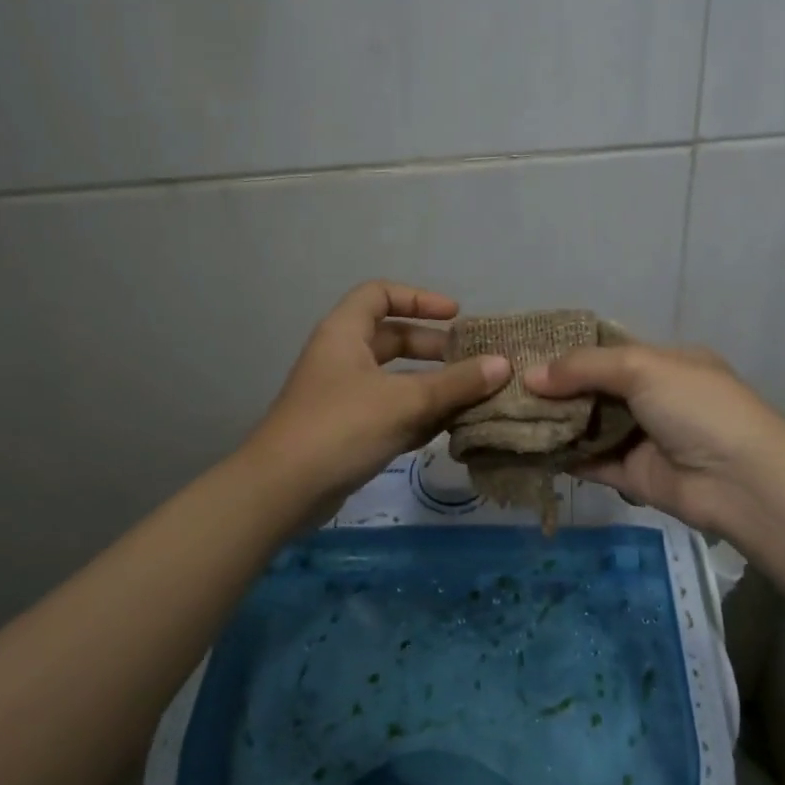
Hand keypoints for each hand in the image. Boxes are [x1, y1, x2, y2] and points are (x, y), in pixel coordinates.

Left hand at [247, 281, 509, 518]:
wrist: (282, 490)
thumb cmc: (342, 427)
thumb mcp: (405, 401)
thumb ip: (456, 383)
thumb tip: (503, 365)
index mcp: (345, 333)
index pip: (380, 295)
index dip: (419, 299)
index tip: (455, 316)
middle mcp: (342, 357)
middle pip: (392, 338)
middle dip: (433, 348)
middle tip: (471, 363)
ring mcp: (342, 396)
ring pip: (394, 379)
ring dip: (431, 386)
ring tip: (471, 398)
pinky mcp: (347, 431)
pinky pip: (389, 411)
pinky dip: (417, 415)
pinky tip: (448, 429)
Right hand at [525, 341, 784, 534]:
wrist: (740, 480)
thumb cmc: (697, 407)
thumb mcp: (643, 368)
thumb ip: (585, 367)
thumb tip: (531, 376)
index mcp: (663, 363)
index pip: (607, 351)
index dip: (568, 352)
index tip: (524, 352)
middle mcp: (650, 398)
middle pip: (592, 390)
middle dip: (553, 389)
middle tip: (504, 387)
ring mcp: (641, 438)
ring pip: (587, 426)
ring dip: (552, 423)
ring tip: (504, 416)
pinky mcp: (630, 475)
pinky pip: (588, 462)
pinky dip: (560, 457)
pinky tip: (524, 449)